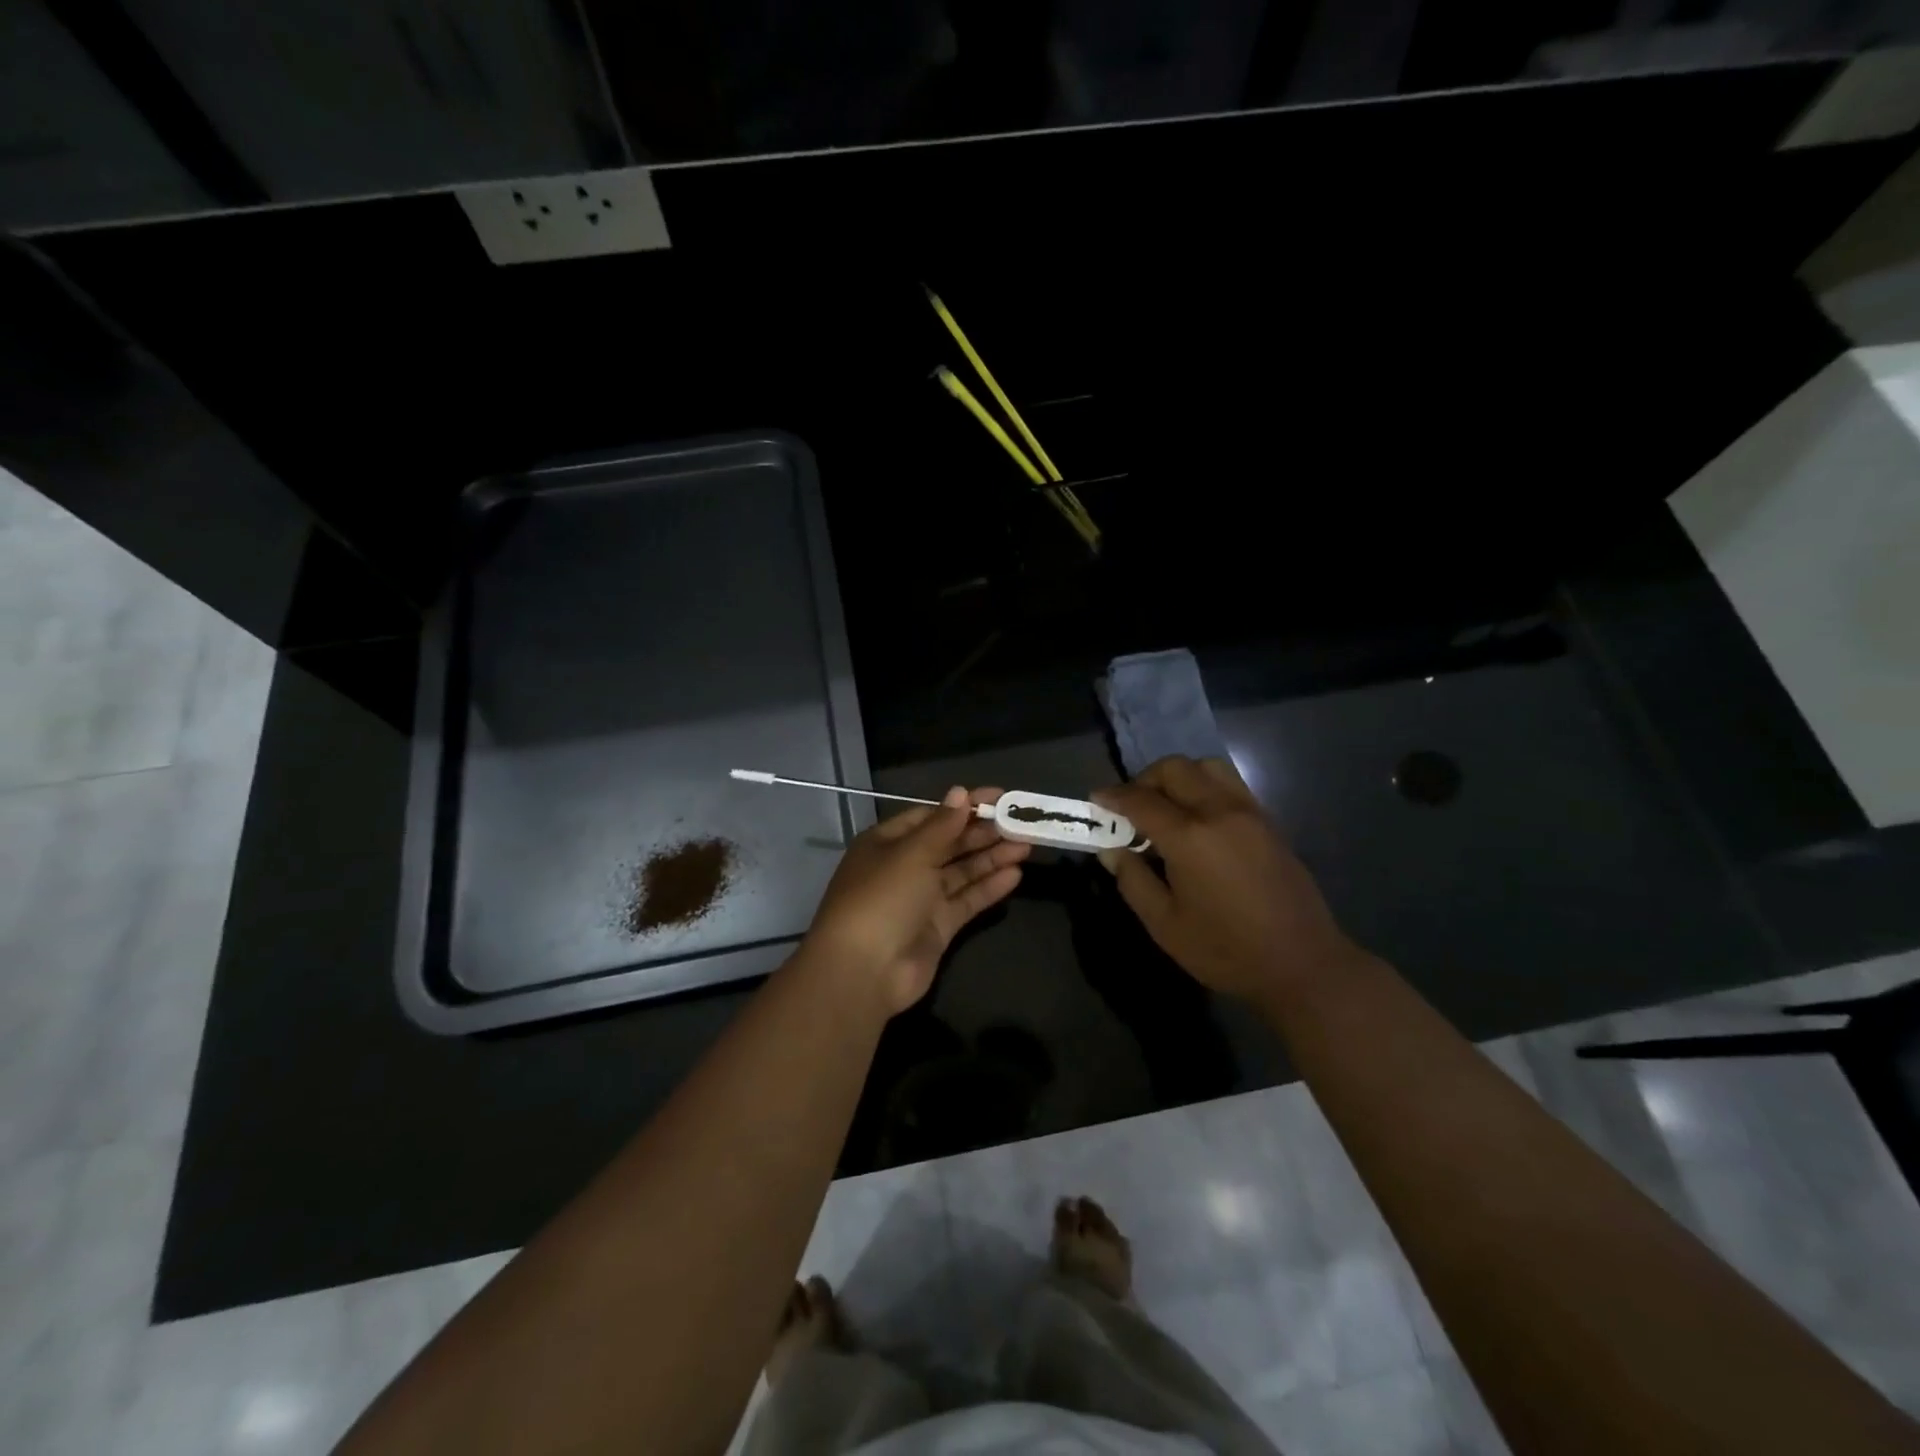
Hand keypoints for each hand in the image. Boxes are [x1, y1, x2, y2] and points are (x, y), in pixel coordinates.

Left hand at [802, 786, 1029, 1013]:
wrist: (863, 971)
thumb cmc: (882, 898)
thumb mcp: (911, 853)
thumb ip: (942, 825)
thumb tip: (960, 792)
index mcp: (887, 842)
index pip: (931, 816)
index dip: (964, 806)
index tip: (999, 797)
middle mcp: (904, 867)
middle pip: (949, 843)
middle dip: (983, 832)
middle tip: (1020, 821)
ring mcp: (921, 899)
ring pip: (961, 872)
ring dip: (991, 858)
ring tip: (1026, 845)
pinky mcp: (938, 927)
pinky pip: (966, 900)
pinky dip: (989, 887)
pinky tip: (1015, 875)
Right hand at [1092, 756, 1364, 1000]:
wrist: (1302, 965)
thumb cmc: (1226, 950)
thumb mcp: (1165, 924)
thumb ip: (1133, 880)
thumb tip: (1112, 850)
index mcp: (1190, 837)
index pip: (1141, 800)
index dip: (1113, 796)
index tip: (1096, 799)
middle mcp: (1219, 811)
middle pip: (1174, 769)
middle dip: (1145, 780)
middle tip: (1130, 807)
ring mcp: (1249, 812)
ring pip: (1207, 767)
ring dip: (1178, 777)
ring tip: (1166, 807)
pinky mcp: (1268, 821)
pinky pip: (1230, 784)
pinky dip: (1205, 786)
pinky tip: (1198, 820)